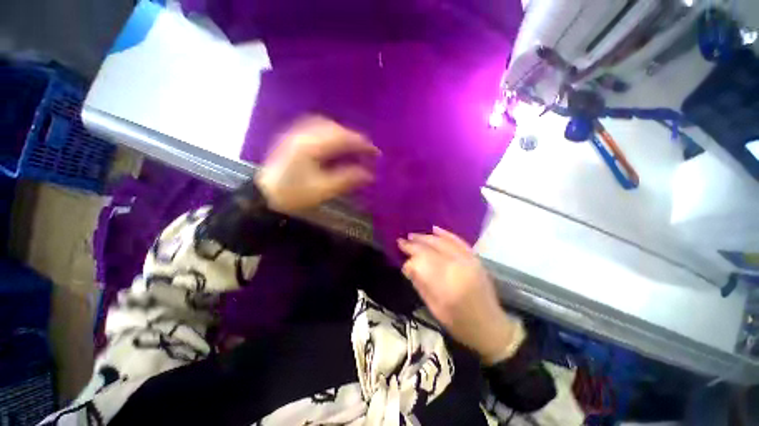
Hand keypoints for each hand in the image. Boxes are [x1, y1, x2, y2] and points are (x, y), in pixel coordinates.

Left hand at [256, 116, 379, 214]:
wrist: (265, 196)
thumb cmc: (294, 195)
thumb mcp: (324, 190)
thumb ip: (348, 179)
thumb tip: (369, 175)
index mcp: (312, 146)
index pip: (344, 138)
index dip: (362, 145)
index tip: (376, 153)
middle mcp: (303, 133)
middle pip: (335, 128)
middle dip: (354, 137)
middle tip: (366, 150)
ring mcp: (296, 133)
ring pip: (325, 124)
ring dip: (342, 132)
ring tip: (352, 145)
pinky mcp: (292, 138)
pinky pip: (315, 127)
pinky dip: (329, 132)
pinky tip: (333, 141)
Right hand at [398, 227, 523, 364]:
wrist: (491, 327)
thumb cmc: (459, 323)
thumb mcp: (434, 307)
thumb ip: (420, 283)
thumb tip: (406, 265)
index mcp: (447, 283)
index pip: (423, 260)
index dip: (410, 253)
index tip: (399, 248)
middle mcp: (459, 267)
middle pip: (432, 248)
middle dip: (416, 243)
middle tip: (402, 240)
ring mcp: (469, 261)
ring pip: (444, 242)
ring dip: (427, 237)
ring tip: (413, 235)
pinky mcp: (475, 259)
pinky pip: (459, 241)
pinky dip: (446, 234)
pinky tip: (435, 229)